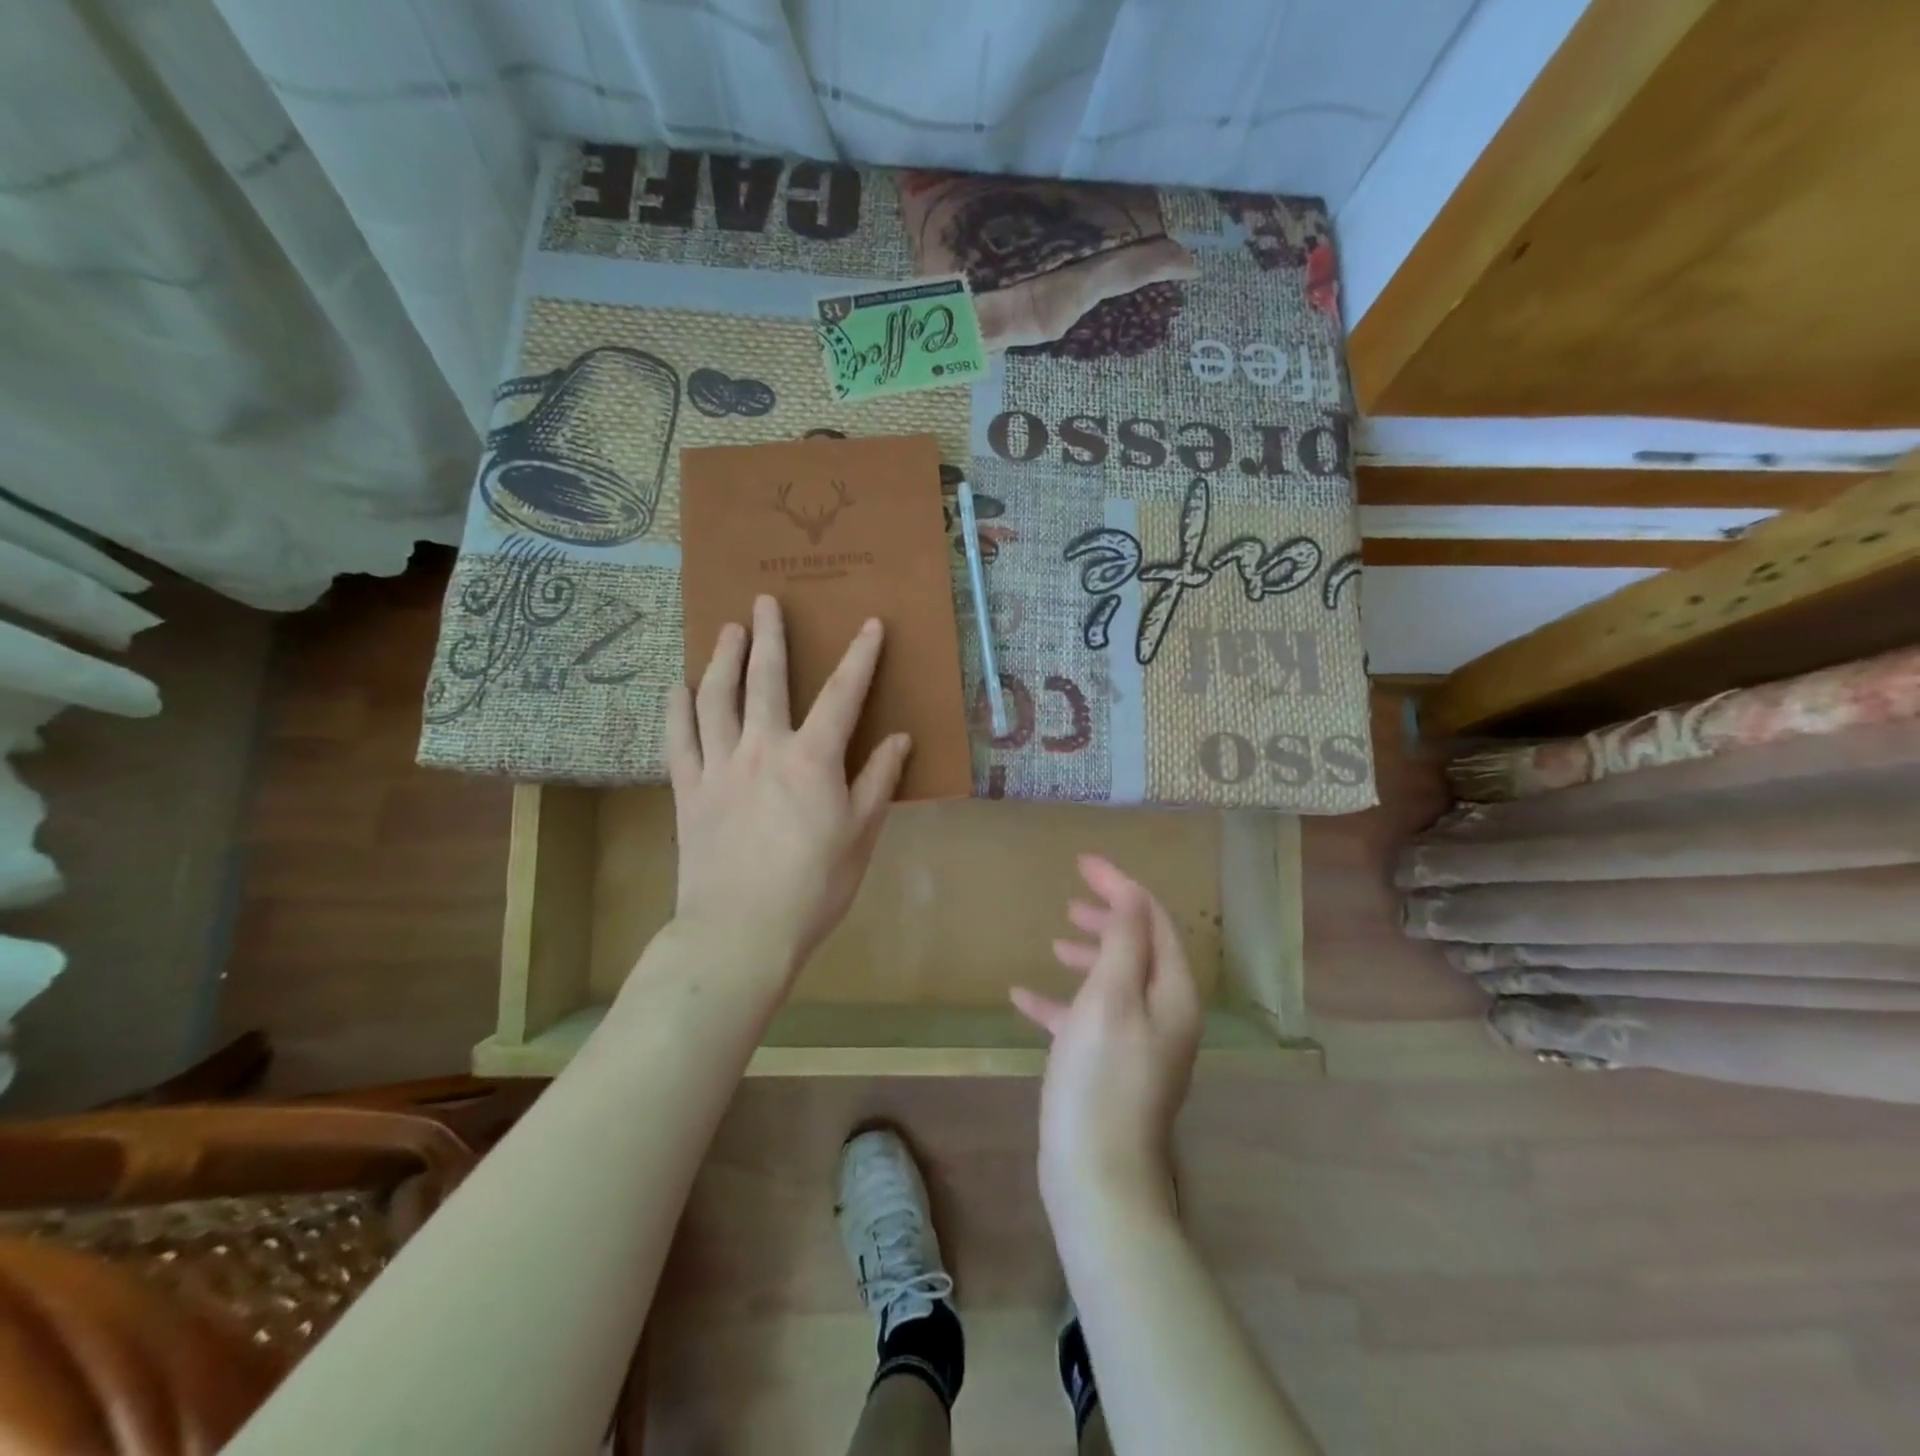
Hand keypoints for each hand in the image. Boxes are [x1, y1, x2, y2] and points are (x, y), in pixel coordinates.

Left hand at [666, 595, 910, 982]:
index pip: (842, 695)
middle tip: (764, 601)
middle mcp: (763, 748)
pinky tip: (677, 687)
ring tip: (726, 630)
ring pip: (716, 698)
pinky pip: (679, 738)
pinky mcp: (688, 790)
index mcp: (812, 760)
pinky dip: (677, 709)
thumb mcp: (860, 835)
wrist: (741, 930)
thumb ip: (877, 781)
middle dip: (770, 637)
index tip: (869, 624)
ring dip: (722, 659)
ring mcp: (719, 766)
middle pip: (766, 680)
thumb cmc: (813, 886)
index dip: (859, 657)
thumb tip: (898, 738)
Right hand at [1011, 856, 1201, 1229]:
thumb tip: (1130, 893)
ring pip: (1114, 981)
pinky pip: (1088, 1019)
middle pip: (1139, 948)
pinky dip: (1061, 1002)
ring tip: (1056, 939)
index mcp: (1172, 993)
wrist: (1097, 1178)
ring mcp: (1138, 1045)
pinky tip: (1023, 998)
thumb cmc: (1101, 1080)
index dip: (1120, 887)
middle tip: (1070, 901)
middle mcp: (1164, 1015)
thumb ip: (1122, 942)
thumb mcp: (1110, 999)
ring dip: (1088, 955)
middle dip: (1108, 918)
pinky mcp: (1110, 1069)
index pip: (1152, 920)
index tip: (1082, 862)